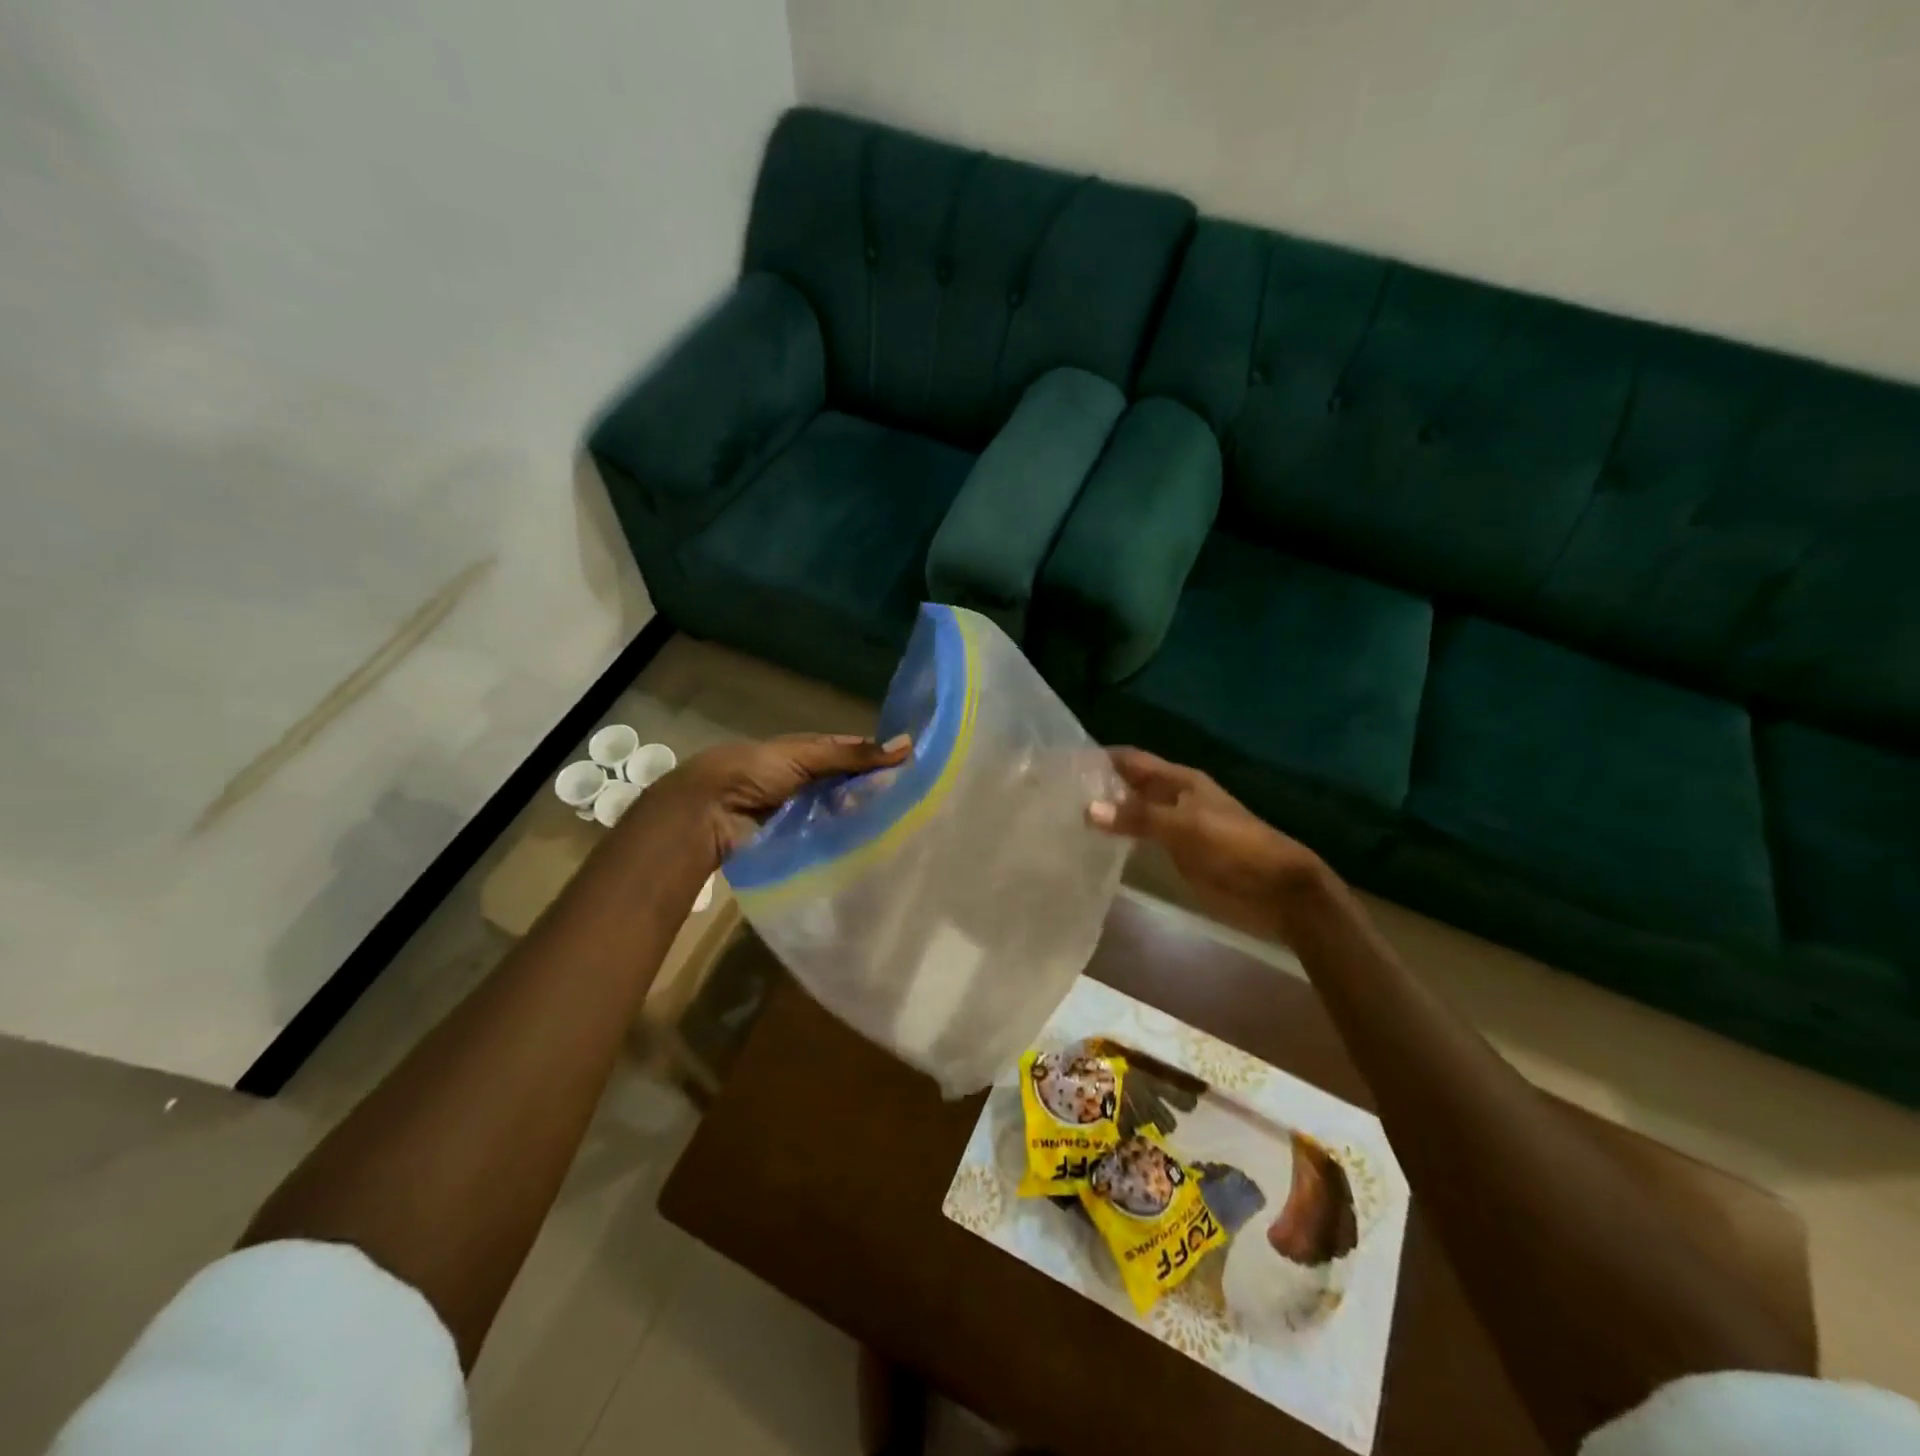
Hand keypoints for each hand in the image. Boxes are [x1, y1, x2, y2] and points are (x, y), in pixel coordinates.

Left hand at [658, 733, 910, 866]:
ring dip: (861, 816)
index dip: (878, 758)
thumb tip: (906, 745)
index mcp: (805, 751)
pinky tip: (872, 843)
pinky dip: (845, 838)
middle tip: (912, 802)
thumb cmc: (754, 772)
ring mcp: (800, 812)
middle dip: (873, 790)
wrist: (708, 812)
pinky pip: (827, 837)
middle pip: (847, 784)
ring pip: (840, 812)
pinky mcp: (795, 840)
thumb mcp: (804, 756)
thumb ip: (853, 756)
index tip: (913, 769)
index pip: (851, 753)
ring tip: (899, 824)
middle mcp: (805, 780)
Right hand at [1087, 748, 1324, 943]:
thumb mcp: (1185, 826)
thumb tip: (1087, 808)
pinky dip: (1119, 839)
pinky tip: (1094, 846)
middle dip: (1098, 786)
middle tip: (1055, 795)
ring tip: (1064, 819)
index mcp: (1180, 781)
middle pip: (1129, 785)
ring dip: (1106, 814)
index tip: (1064, 764)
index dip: (1101, 758)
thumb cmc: (1234, 847)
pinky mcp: (1177, 855)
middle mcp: (1174, 798)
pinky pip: (1141, 840)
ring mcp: (1175, 828)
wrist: (1276, 890)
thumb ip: (1138, 816)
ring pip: (1133, 813)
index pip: (1132, 760)